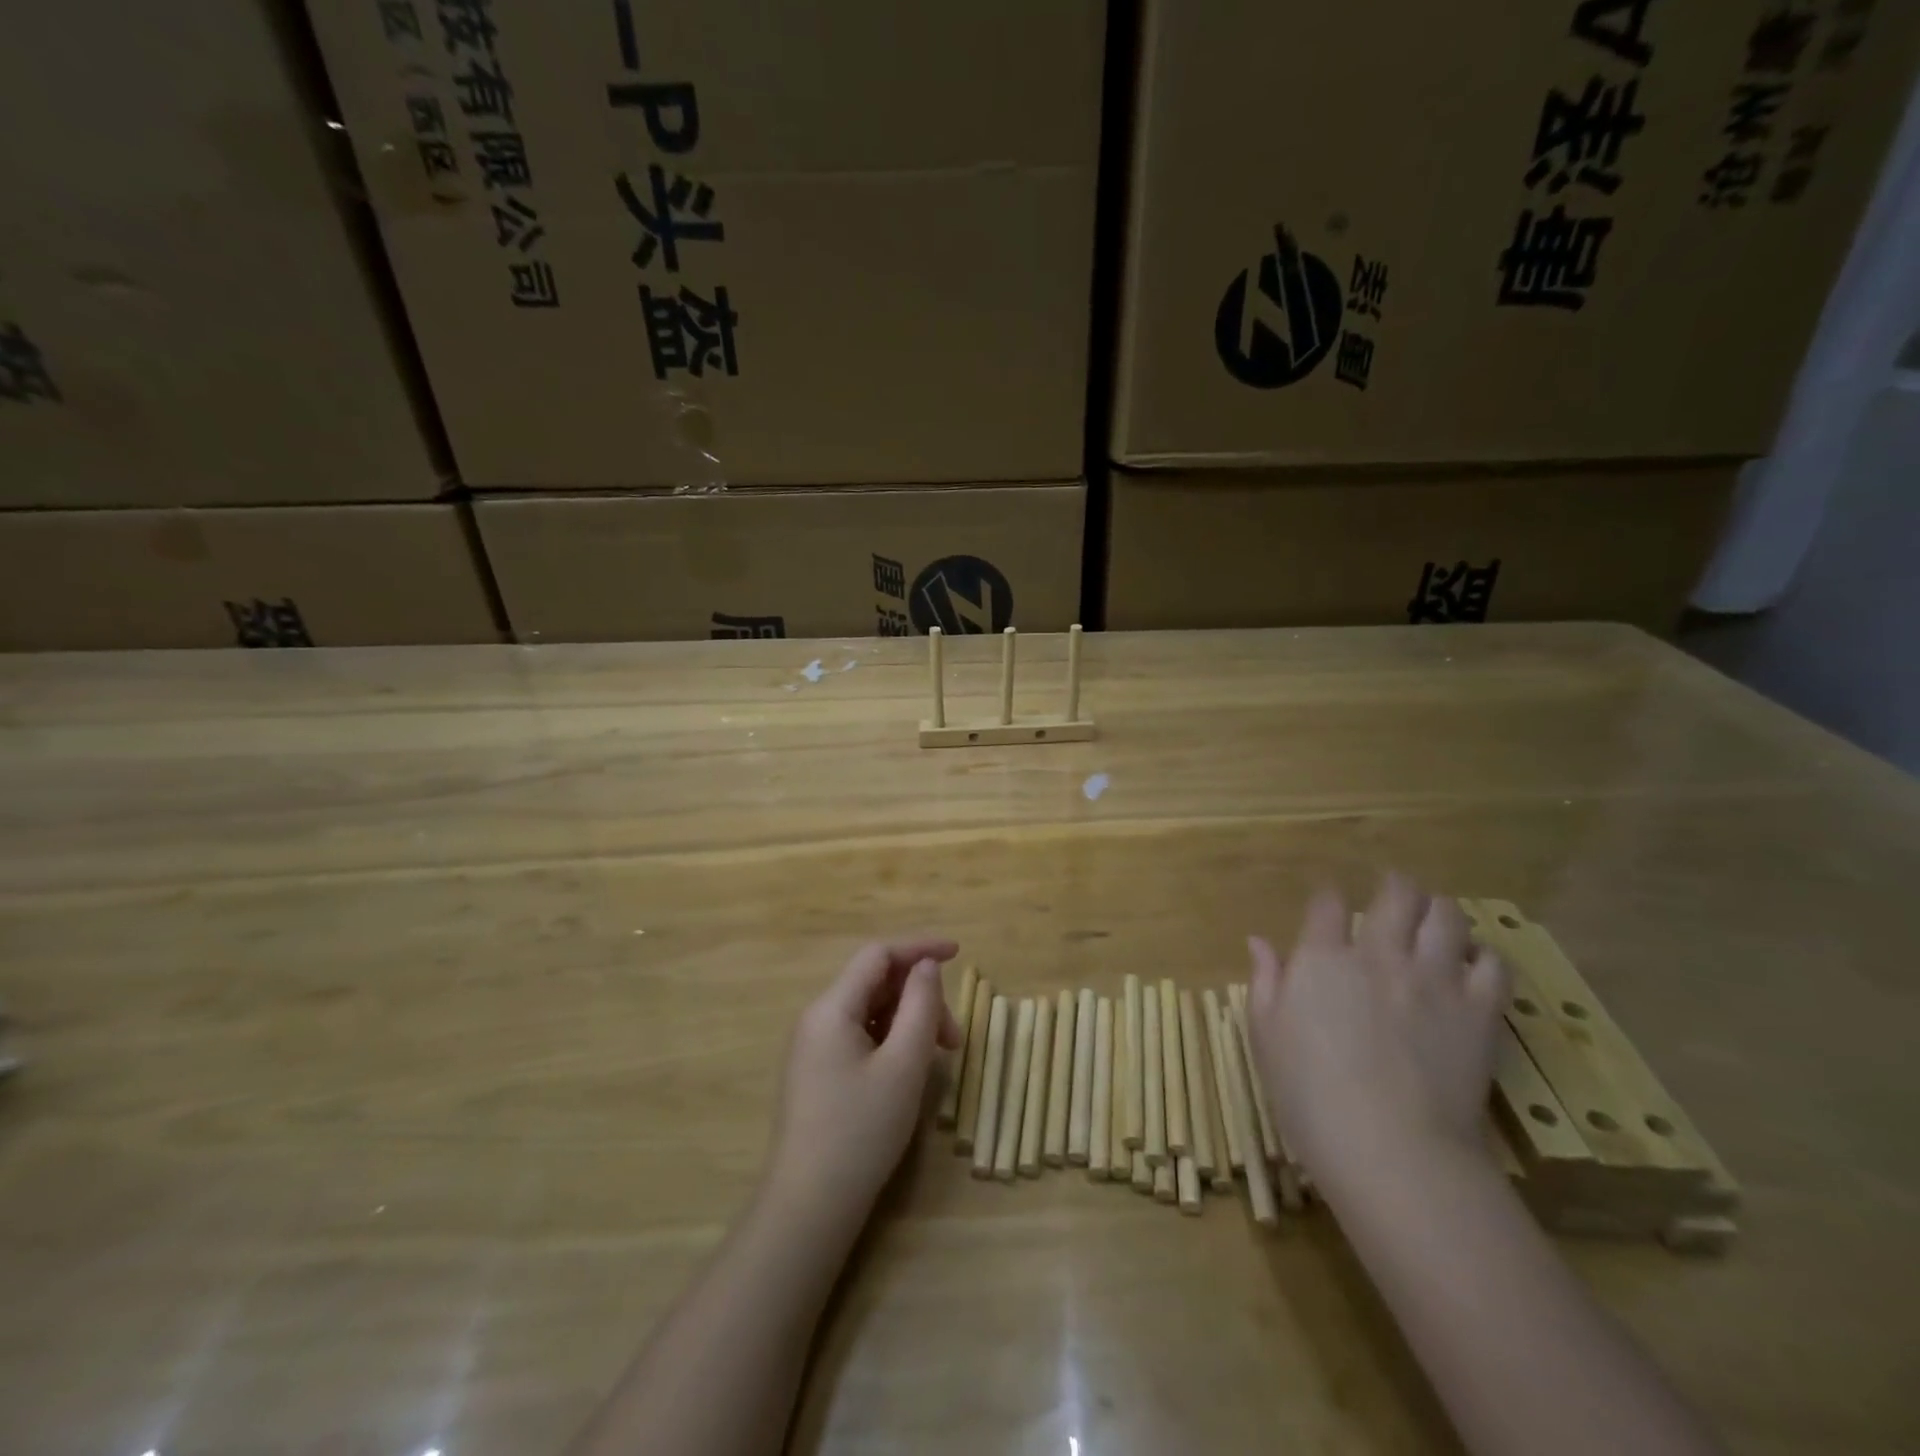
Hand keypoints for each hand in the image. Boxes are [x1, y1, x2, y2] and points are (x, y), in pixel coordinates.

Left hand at [764, 938, 960, 1231]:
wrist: (808, 1208)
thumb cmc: (860, 1132)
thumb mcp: (903, 1066)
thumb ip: (920, 1006)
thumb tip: (926, 966)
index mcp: (832, 1008)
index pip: (878, 955)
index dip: (919, 948)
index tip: (958, 953)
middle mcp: (817, 1018)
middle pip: (875, 983)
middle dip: (919, 997)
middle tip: (954, 1038)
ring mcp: (813, 1047)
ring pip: (870, 1011)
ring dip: (908, 1021)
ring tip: (938, 1057)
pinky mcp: (817, 1072)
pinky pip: (859, 1035)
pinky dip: (891, 1039)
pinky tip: (909, 1068)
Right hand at [1245, 875, 1508, 1199]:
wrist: (1392, 1151)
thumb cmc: (1310, 1096)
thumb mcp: (1266, 1036)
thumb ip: (1265, 981)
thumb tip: (1258, 942)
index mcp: (1323, 958)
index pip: (1329, 902)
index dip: (1329, 898)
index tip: (1329, 908)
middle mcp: (1380, 954)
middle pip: (1396, 893)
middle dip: (1393, 887)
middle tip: (1391, 897)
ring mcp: (1434, 978)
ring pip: (1447, 916)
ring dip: (1438, 911)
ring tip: (1433, 922)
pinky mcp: (1478, 1010)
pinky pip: (1493, 963)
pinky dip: (1483, 956)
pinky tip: (1471, 966)